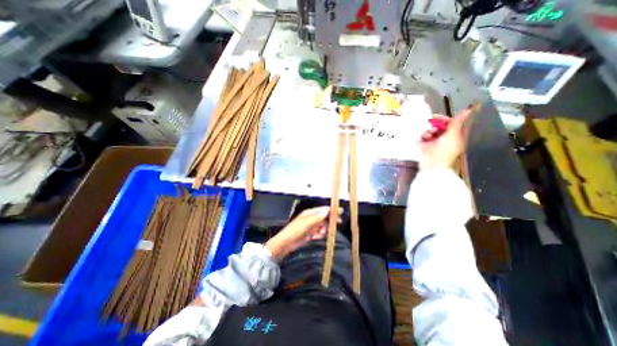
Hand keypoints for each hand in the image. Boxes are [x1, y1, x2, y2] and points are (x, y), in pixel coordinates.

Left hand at [266, 206, 341, 259]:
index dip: (332, 210)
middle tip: (338, 222)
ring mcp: (311, 225)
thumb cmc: (295, 231)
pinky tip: (314, 237)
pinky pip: (320, 232)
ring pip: (323, 225)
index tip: (340, 211)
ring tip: (317, 235)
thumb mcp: (306, 223)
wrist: (286, 243)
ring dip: (323, 230)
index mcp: (310, 213)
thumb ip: (317, 217)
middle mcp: (311, 218)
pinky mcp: (311, 233)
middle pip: (325, 217)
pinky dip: (319, 235)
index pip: (323, 209)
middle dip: (330, 220)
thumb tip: (327, 210)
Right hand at [419, 108, 473, 169]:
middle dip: (434, 125)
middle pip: (439, 126)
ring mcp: (434, 141)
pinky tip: (424, 138)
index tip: (436, 117)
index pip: (450, 124)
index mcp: (454, 136)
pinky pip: (423, 136)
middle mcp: (444, 138)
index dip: (444, 119)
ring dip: (428, 131)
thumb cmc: (444, 150)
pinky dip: (423, 136)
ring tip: (428, 134)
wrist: (431, 164)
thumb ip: (457, 122)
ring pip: (430, 130)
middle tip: (431, 126)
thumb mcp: (452, 135)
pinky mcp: (425, 144)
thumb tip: (468, 109)